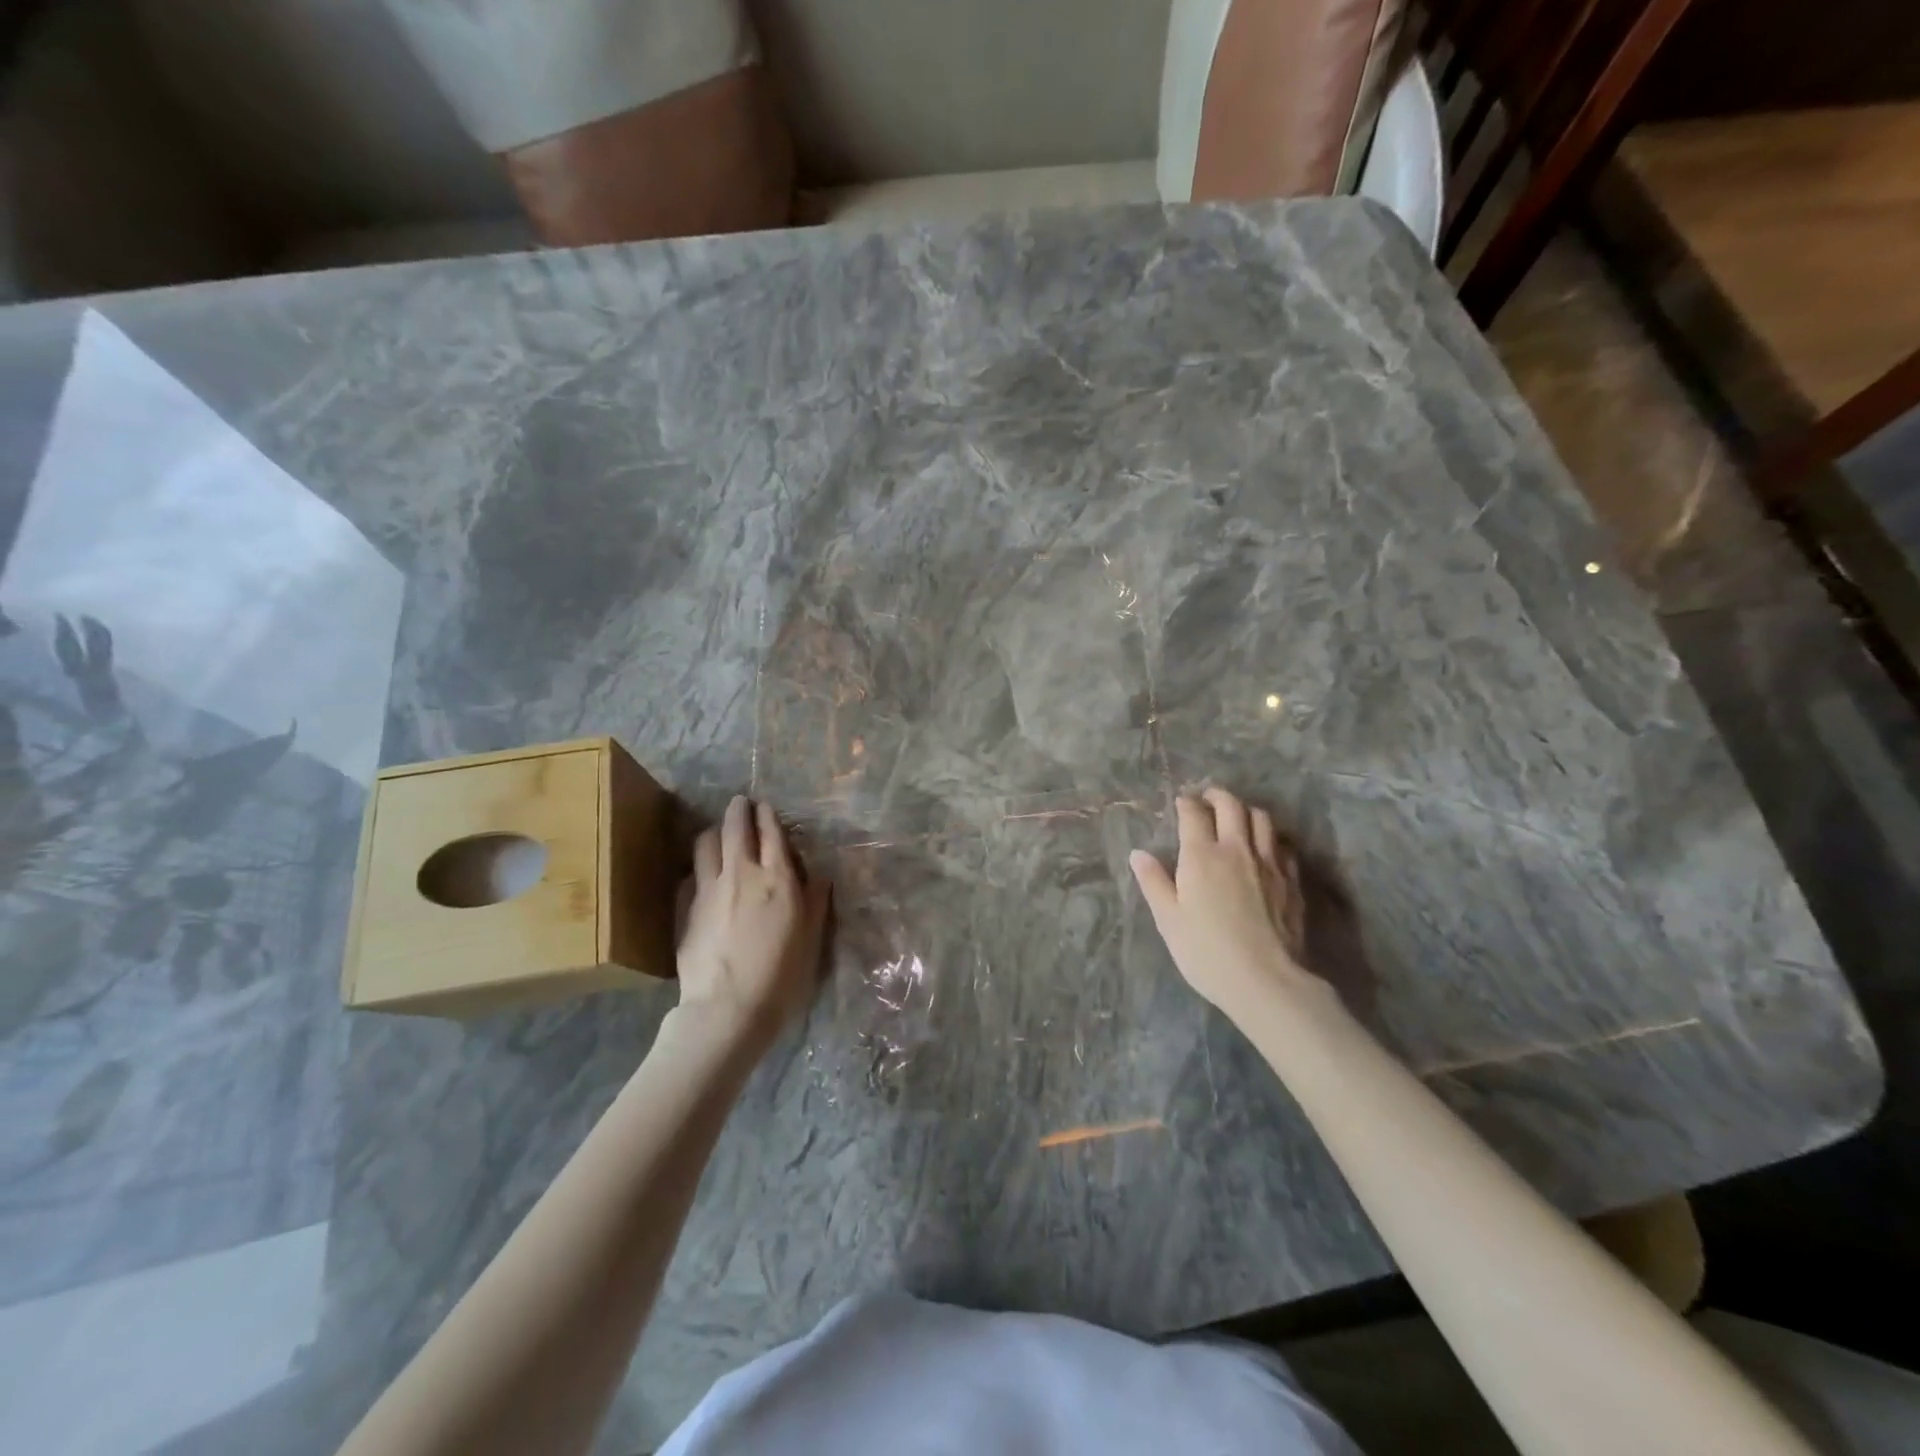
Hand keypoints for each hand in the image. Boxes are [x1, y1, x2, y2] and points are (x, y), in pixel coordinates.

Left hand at [676, 795, 831, 1046]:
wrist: (728, 1009)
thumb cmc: (781, 977)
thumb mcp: (811, 940)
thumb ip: (815, 903)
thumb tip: (820, 876)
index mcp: (777, 879)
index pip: (771, 833)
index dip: (768, 816)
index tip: (765, 806)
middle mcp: (742, 874)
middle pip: (735, 828)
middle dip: (739, 810)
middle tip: (741, 803)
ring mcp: (709, 889)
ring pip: (706, 843)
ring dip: (713, 832)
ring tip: (717, 833)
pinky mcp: (687, 908)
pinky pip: (690, 874)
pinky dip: (697, 867)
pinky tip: (700, 874)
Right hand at [1129, 788, 1320, 1021]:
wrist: (1265, 981)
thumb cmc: (1206, 952)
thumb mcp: (1169, 920)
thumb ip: (1154, 882)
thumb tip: (1139, 854)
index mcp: (1202, 856)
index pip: (1194, 814)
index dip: (1186, 803)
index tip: (1181, 802)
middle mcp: (1237, 849)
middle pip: (1232, 806)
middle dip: (1217, 796)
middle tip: (1208, 799)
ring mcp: (1269, 863)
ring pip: (1262, 819)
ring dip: (1246, 811)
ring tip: (1237, 818)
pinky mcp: (1291, 881)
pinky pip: (1282, 845)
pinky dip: (1270, 838)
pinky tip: (1265, 849)